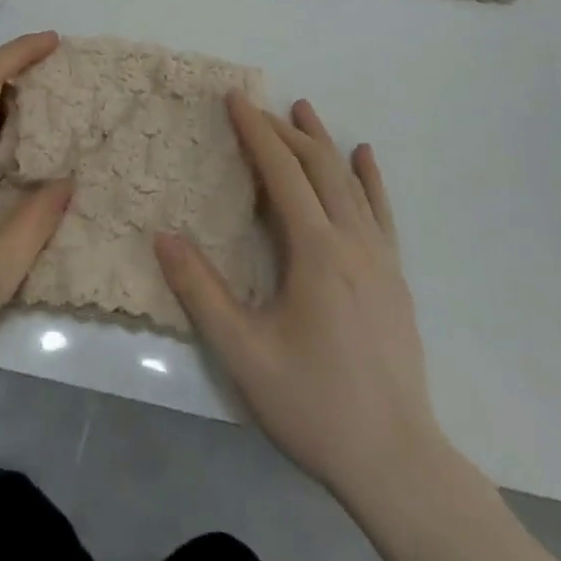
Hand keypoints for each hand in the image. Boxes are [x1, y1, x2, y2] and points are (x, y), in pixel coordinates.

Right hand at [155, 93, 443, 497]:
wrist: (396, 462)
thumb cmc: (314, 405)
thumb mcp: (244, 354)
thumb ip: (201, 292)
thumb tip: (163, 237)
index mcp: (316, 252)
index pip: (282, 173)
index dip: (256, 132)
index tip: (235, 98)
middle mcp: (351, 241)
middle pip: (317, 167)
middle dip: (283, 131)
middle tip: (255, 108)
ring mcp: (380, 257)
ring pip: (349, 182)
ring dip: (322, 142)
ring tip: (303, 109)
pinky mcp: (395, 276)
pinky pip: (381, 212)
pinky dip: (369, 178)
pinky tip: (365, 156)